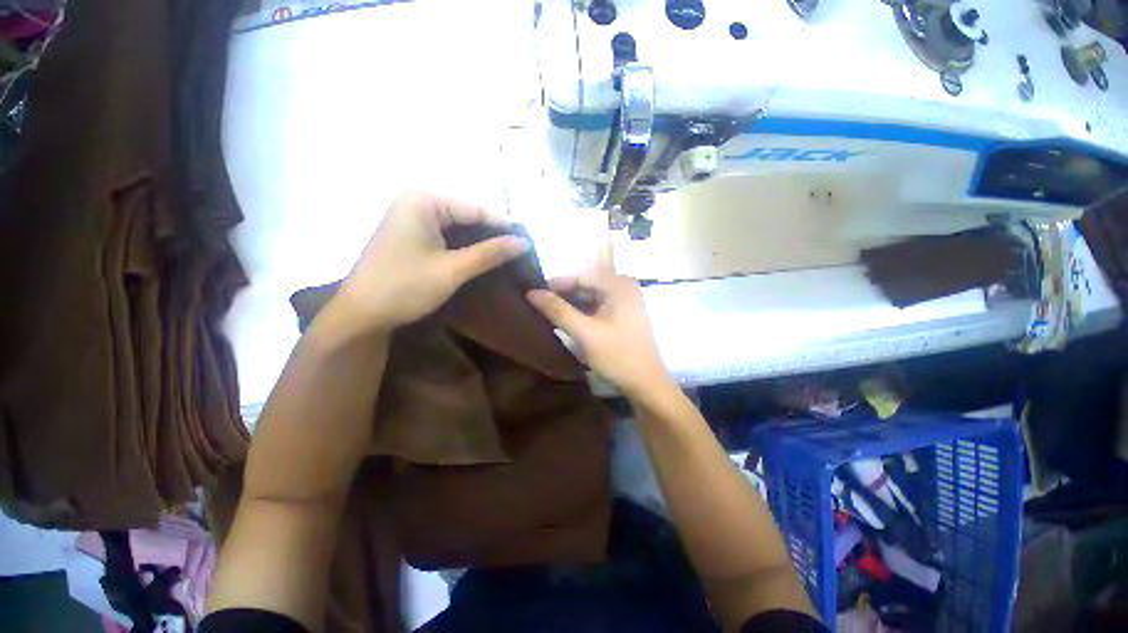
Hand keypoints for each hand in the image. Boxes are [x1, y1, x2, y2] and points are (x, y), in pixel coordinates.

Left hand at [332, 191, 527, 332]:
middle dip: (492, 235)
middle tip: (520, 252)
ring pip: (458, 226)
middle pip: (467, 215)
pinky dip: (465, 247)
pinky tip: (482, 258)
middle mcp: (416, 201)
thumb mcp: (453, 270)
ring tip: (508, 256)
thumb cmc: (405, 287)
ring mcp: (411, 217)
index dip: (504, 226)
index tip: (530, 242)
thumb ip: (490, 253)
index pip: (476, 209)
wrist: (362, 314)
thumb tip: (524, 242)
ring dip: (480, 242)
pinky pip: (446, 235)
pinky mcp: (410, 233)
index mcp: (423, 200)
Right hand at [526, 242, 671, 396]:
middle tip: (542, 306)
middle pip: (587, 282)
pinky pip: (598, 304)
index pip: (581, 274)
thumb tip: (531, 292)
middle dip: (565, 293)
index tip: (536, 296)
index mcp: (619, 284)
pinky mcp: (624, 313)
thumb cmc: (617, 356)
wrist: (645, 383)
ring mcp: (626, 299)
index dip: (557, 284)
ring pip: (592, 294)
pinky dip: (583, 310)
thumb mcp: (584, 333)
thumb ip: (558, 311)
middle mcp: (624, 286)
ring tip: (551, 313)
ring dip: (572, 302)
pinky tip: (569, 320)